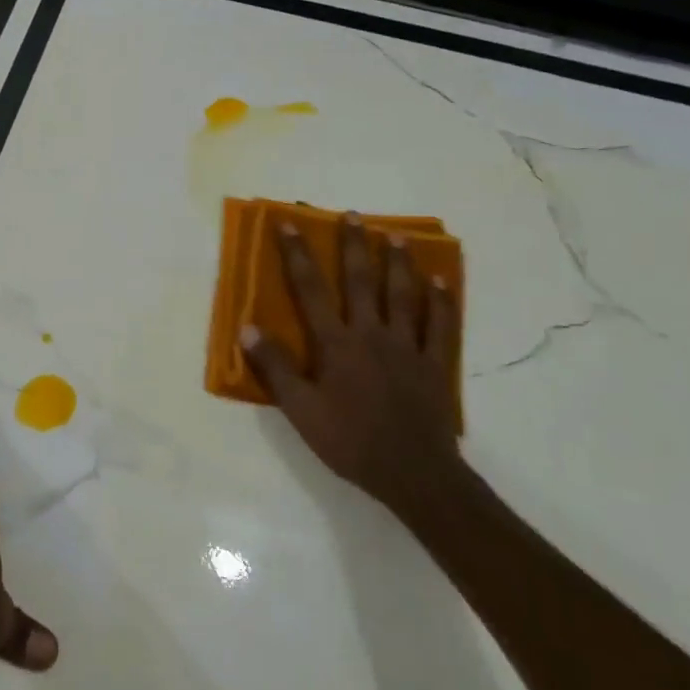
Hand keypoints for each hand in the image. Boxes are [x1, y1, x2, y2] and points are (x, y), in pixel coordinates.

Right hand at [241, 217, 462, 522]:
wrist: (413, 474)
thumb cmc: (350, 441)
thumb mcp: (300, 410)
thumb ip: (276, 368)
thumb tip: (247, 328)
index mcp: (336, 343)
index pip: (310, 289)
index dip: (297, 254)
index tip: (289, 224)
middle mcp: (372, 333)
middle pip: (361, 281)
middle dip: (354, 245)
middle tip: (353, 215)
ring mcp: (408, 347)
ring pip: (403, 295)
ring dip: (398, 263)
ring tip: (395, 236)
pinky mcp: (435, 364)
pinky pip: (440, 325)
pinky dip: (441, 300)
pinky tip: (441, 280)